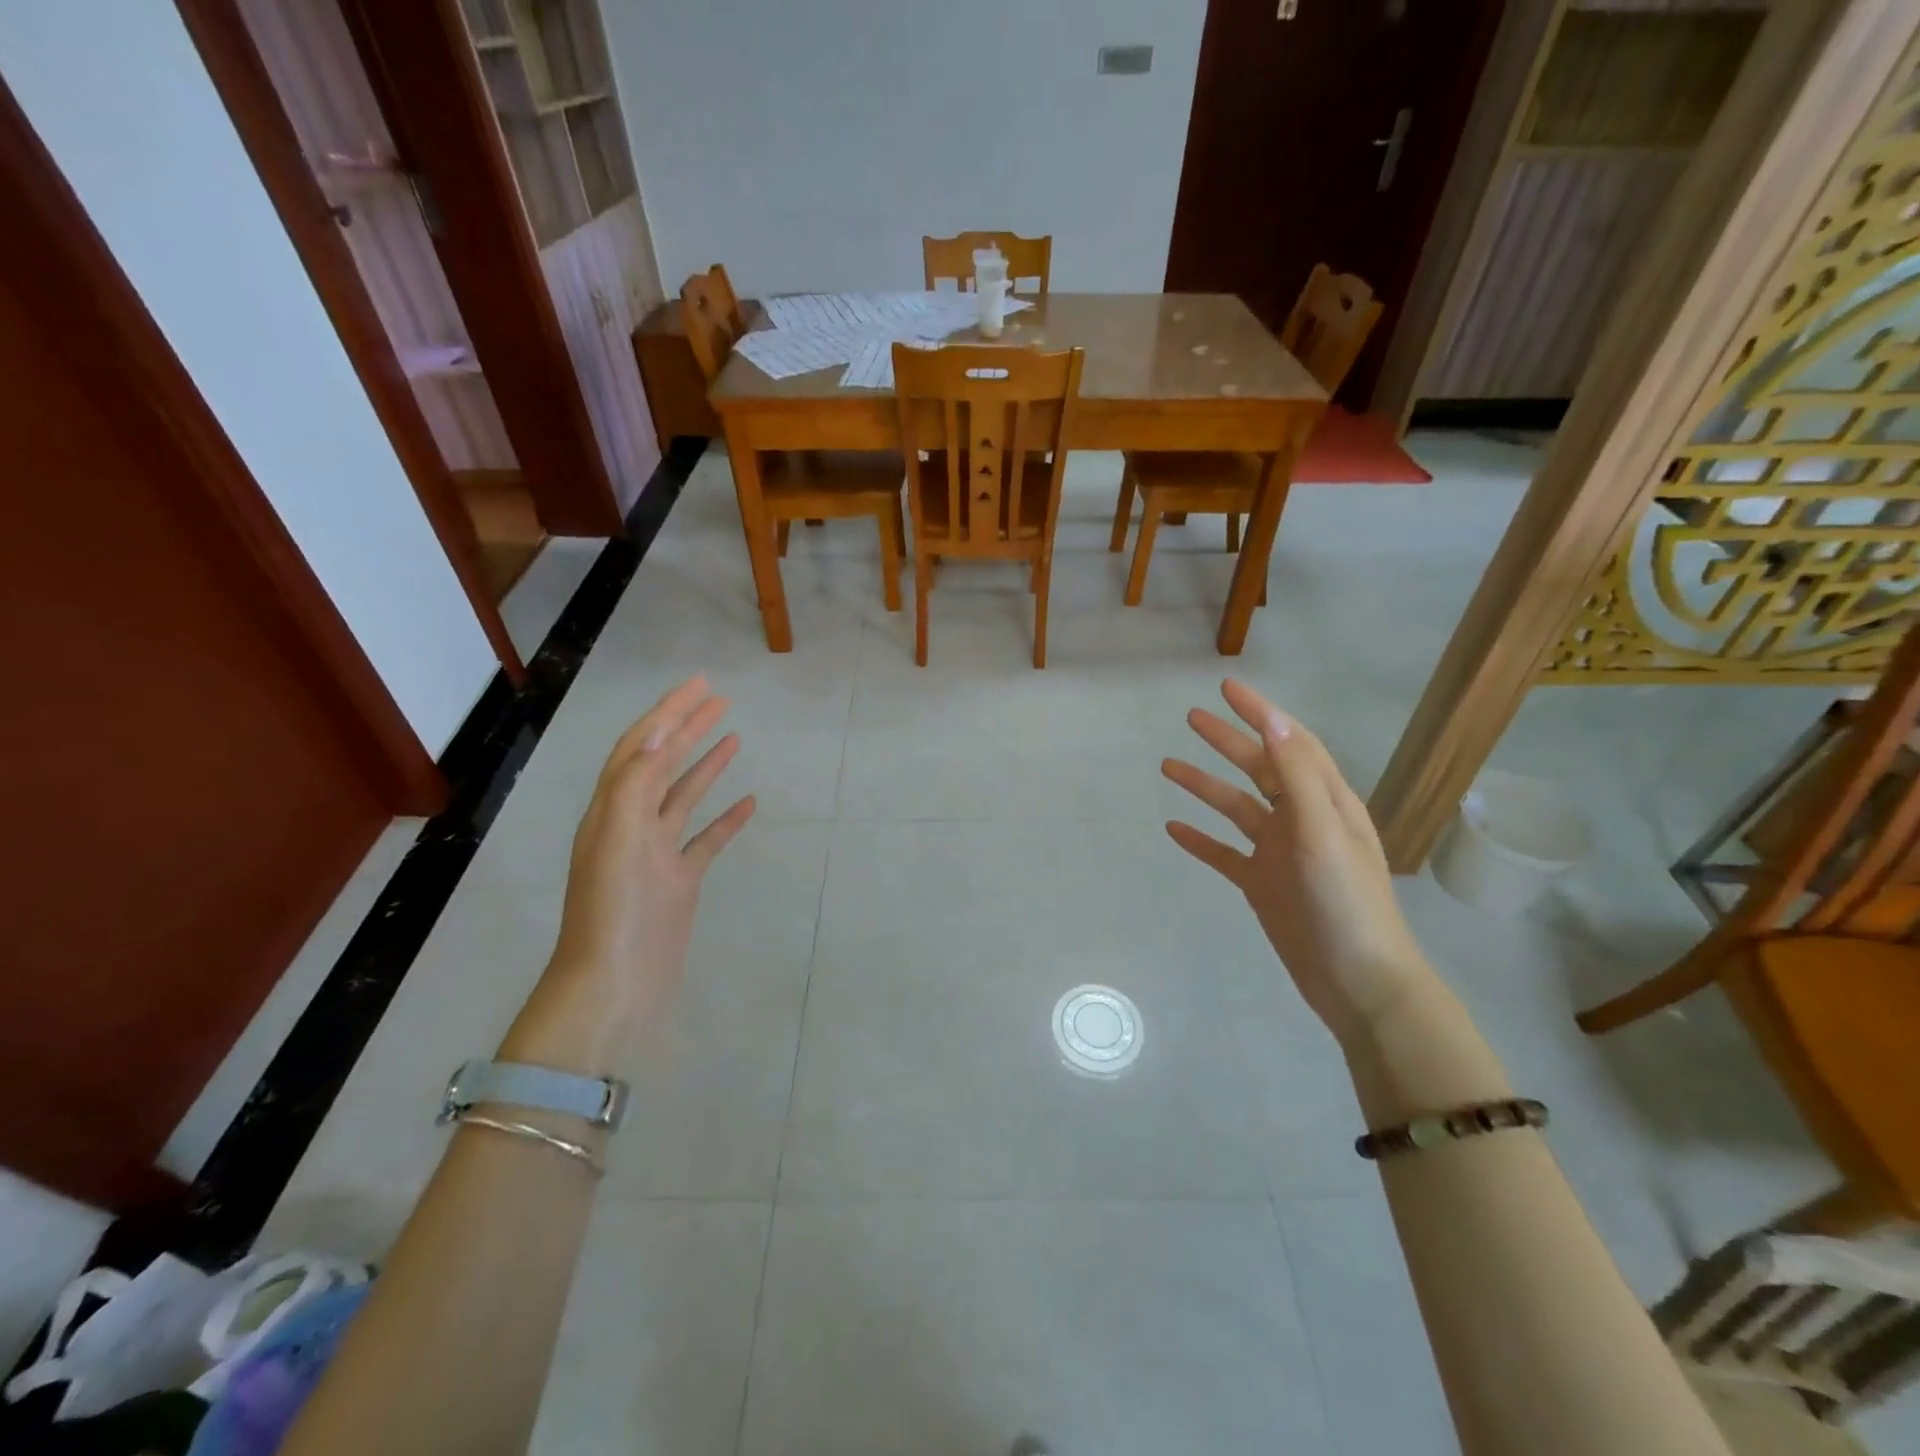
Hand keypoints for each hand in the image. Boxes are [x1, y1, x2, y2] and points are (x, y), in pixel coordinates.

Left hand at [505, 678, 754, 1071]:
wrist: (614, 987)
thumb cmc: (614, 911)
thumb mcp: (618, 837)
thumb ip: (637, 781)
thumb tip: (661, 727)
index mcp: (611, 809)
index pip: (642, 745)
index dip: (669, 711)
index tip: (701, 684)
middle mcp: (631, 824)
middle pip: (663, 763)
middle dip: (689, 727)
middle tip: (722, 699)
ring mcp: (657, 854)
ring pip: (684, 797)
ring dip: (707, 764)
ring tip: (734, 736)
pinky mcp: (679, 881)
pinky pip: (706, 839)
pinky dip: (726, 818)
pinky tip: (749, 803)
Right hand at [1162, 679, 1431, 1046]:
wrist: (1358, 982)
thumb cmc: (1346, 902)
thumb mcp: (1323, 833)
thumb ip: (1298, 778)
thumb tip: (1274, 724)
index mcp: (1326, 802)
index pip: (1290, 743)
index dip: (1260, 713)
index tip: (1227, 688)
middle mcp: (1302, 820)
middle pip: (1259, 769)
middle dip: (1227, 741)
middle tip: (1191, 717)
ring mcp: (1280, 853)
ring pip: (1236, 808)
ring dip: (1205, 786)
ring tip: (1167, 766)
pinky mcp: (1262, 885)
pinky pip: (1225, 853)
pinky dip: (1201, 839)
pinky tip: (1173, 828)